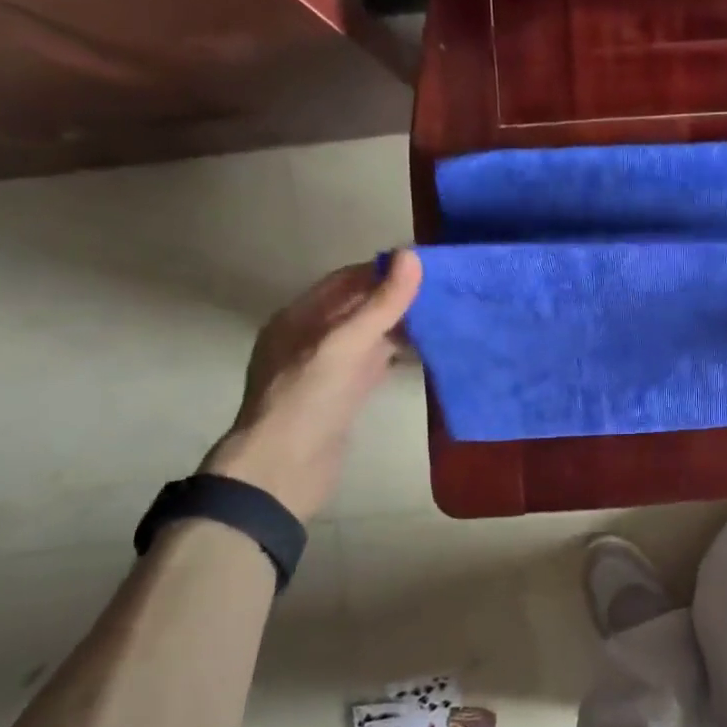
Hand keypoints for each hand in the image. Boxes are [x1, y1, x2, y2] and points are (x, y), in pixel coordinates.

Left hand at [200, 252, 422, 518]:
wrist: (283, 472)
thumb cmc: (307, 400)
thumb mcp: (344, 345)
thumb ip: (380, 304)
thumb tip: (412, 255)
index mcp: (299, 317)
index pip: (346, 280)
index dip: (383, 271)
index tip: (425, 267)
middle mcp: (311, 338)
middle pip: (359, 307)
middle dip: (396, 298)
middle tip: (443, 291)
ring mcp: (327, 369)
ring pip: (369, 336)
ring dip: (400, 327)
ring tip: (442, 317)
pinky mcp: (343, 396)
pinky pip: (374, 364)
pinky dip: (398, 355)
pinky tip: (426, 353)